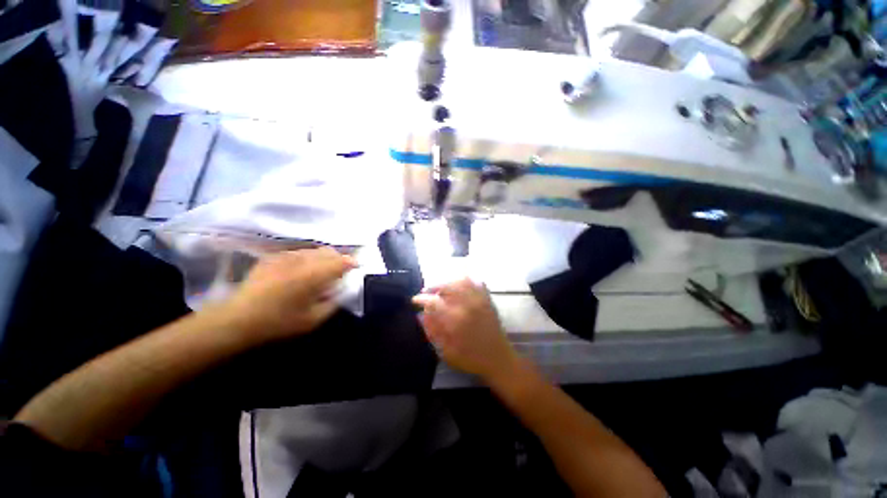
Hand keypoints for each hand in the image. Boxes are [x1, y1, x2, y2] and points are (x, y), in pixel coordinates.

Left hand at [218, 247, 355, 342]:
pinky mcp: (273, 257)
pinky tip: (301, 271)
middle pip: (329, 252)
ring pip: (314, 250)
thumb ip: (334, 303)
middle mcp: (302, 260)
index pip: (341, 262)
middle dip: (339, 259)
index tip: (356, 267)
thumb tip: (342, 290)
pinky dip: (307, 258)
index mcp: (313, 275)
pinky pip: (299, 252)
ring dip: (323, 258)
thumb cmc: (279, 322)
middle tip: (339, 272)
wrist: (238, 319)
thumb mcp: (313, 319)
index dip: (351, 263)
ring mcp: (286, 256)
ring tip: (320, 271)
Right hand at [413, 278, 517, 383]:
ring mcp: (479, 300)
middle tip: (426, 293)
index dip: (422, 299)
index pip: (434, 302)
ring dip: (447, 281)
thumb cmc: (471, 359)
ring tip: (440, 289)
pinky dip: (465, 279)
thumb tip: (422, 314)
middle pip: (447, 286)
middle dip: (433, 286)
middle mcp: (468, 305)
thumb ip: (433, 331)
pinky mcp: (487, 299)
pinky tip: (458, 284)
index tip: (415, 300)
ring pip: (461, 280)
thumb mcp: (446, 352)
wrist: (499, 358)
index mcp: (456, 320)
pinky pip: (476, 281)